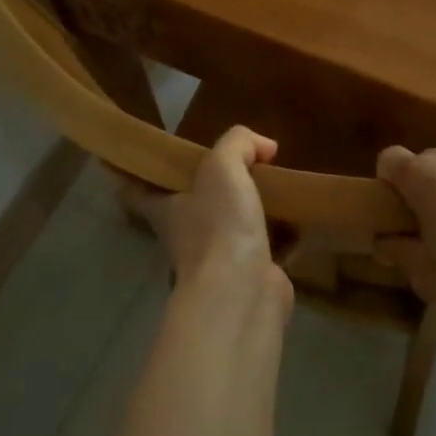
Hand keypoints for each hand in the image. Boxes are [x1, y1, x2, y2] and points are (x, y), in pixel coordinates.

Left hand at [119, 126, 290, 300]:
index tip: (138, 158)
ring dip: (249, 209)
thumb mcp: (222, 166)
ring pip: (229, 226)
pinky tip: (301, 216)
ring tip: (276, 184)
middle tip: (237, 163)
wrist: (243, 292)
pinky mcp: (252, 273)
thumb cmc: (219, 225)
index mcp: (166, 208)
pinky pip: (267, 246)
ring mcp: (218, 258)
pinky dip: (283, 234)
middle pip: (189, 205)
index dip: (134, 173)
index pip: (136, 188)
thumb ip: (239, 143)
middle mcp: (186, 234)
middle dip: (209, 187)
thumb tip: (264, 147)